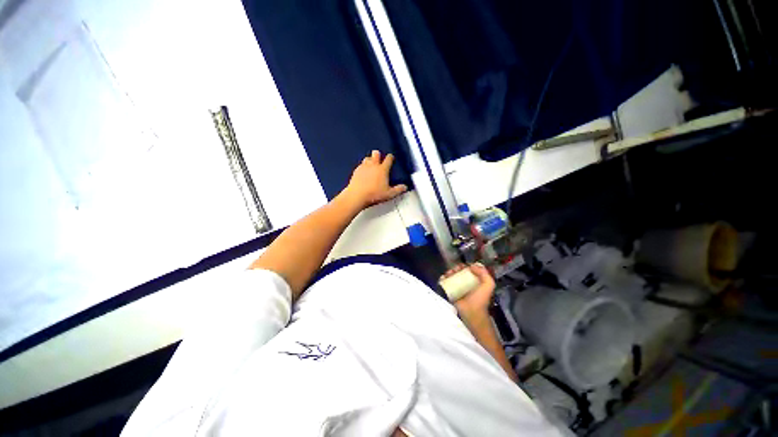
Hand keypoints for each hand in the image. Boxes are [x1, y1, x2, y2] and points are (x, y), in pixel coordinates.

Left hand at [344, 150, 407, 207]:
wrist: (357, 195)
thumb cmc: (374, 194)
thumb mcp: (389, 194)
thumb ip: (398, 189)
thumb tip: (404, 187)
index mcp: (383, 169)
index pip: (388, 159)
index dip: (390, 157)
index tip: (391, 158)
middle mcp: (373, 165)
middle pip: (376, 154)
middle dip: (378, 154)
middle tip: (379, 158)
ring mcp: (364, 167)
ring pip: (367, 158)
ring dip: (370, 159)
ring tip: (371, 164)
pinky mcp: (356, 171)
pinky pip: (360, 165)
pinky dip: (363, 166)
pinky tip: (363, 171)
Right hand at [441, 263, 495, 318]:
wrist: (471, 313)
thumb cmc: (480, 299)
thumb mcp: (488, 284)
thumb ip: (484, 273)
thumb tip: (472, 265)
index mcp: (475, 282)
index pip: (468, 270)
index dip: (465, 266)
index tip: (463, 266)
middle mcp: (465, 284)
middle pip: (458, 272)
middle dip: (456, 268)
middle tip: (455, 270)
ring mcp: (456, 288)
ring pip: (451, 276)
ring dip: (449, 272)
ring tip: (449, 273)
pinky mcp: (449, 292)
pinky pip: (444, 283)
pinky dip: (442, 279)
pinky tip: (443, 277)